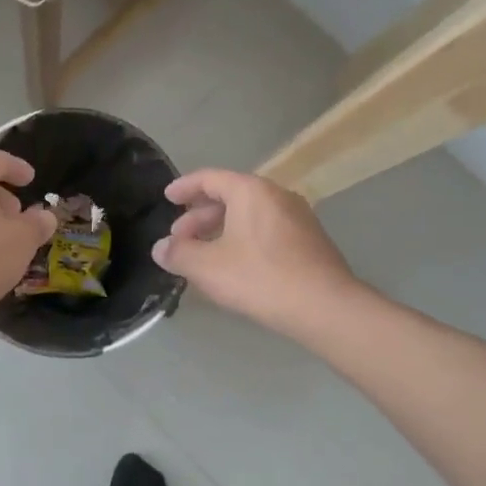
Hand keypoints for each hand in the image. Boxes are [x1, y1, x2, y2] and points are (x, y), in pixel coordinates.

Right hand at [152, 169, 357, 335]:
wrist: (325, 307)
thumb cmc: (260, 278)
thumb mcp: (207, 267)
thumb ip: (178, 254)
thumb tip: (161, 248)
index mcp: (250, 191)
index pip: (210, 178)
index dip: (184, 187)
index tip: (167, 198)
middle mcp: (276, 196)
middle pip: (230, 196)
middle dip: (200, 216)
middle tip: (180, 238)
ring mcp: (298, 217)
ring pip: (249, 215)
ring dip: (221, 230)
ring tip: (203, 255)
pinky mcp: (309, 241)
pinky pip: (266, 230)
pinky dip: (243, 239)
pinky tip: (234, 266)